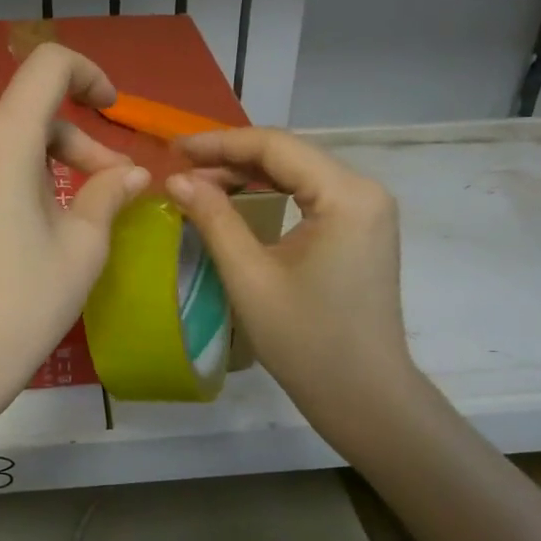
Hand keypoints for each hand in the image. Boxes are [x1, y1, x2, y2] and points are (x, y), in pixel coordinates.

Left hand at [0, 44, 149, 396]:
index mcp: (3, 141)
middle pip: (27, 109)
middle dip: (72, 139)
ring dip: (36, 151)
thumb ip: (109, 191)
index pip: (48, 67)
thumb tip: (132, 172)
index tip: (110, 108)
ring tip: (58, 200)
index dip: (87, 75)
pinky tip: (8, 202)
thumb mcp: (84, 244)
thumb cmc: (28, 299)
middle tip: (105, 183)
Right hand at [167, 129, 416, 442]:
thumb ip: (213, 218)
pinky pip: (310, 194)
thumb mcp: (250, 277)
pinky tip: (237, 197)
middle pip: (289, 154)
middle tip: (180, 166)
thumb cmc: (307, 341)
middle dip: (231, 156)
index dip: (219, 143)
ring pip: (298, 172)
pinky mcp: (361, 228)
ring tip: (199, 180)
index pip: (275, 146)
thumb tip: (176, 179)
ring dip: (248, 172)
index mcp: (346, 195)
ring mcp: (367, 209)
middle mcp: (364, 190)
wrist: (365, 396)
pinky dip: (270, 191)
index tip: (173, 149)